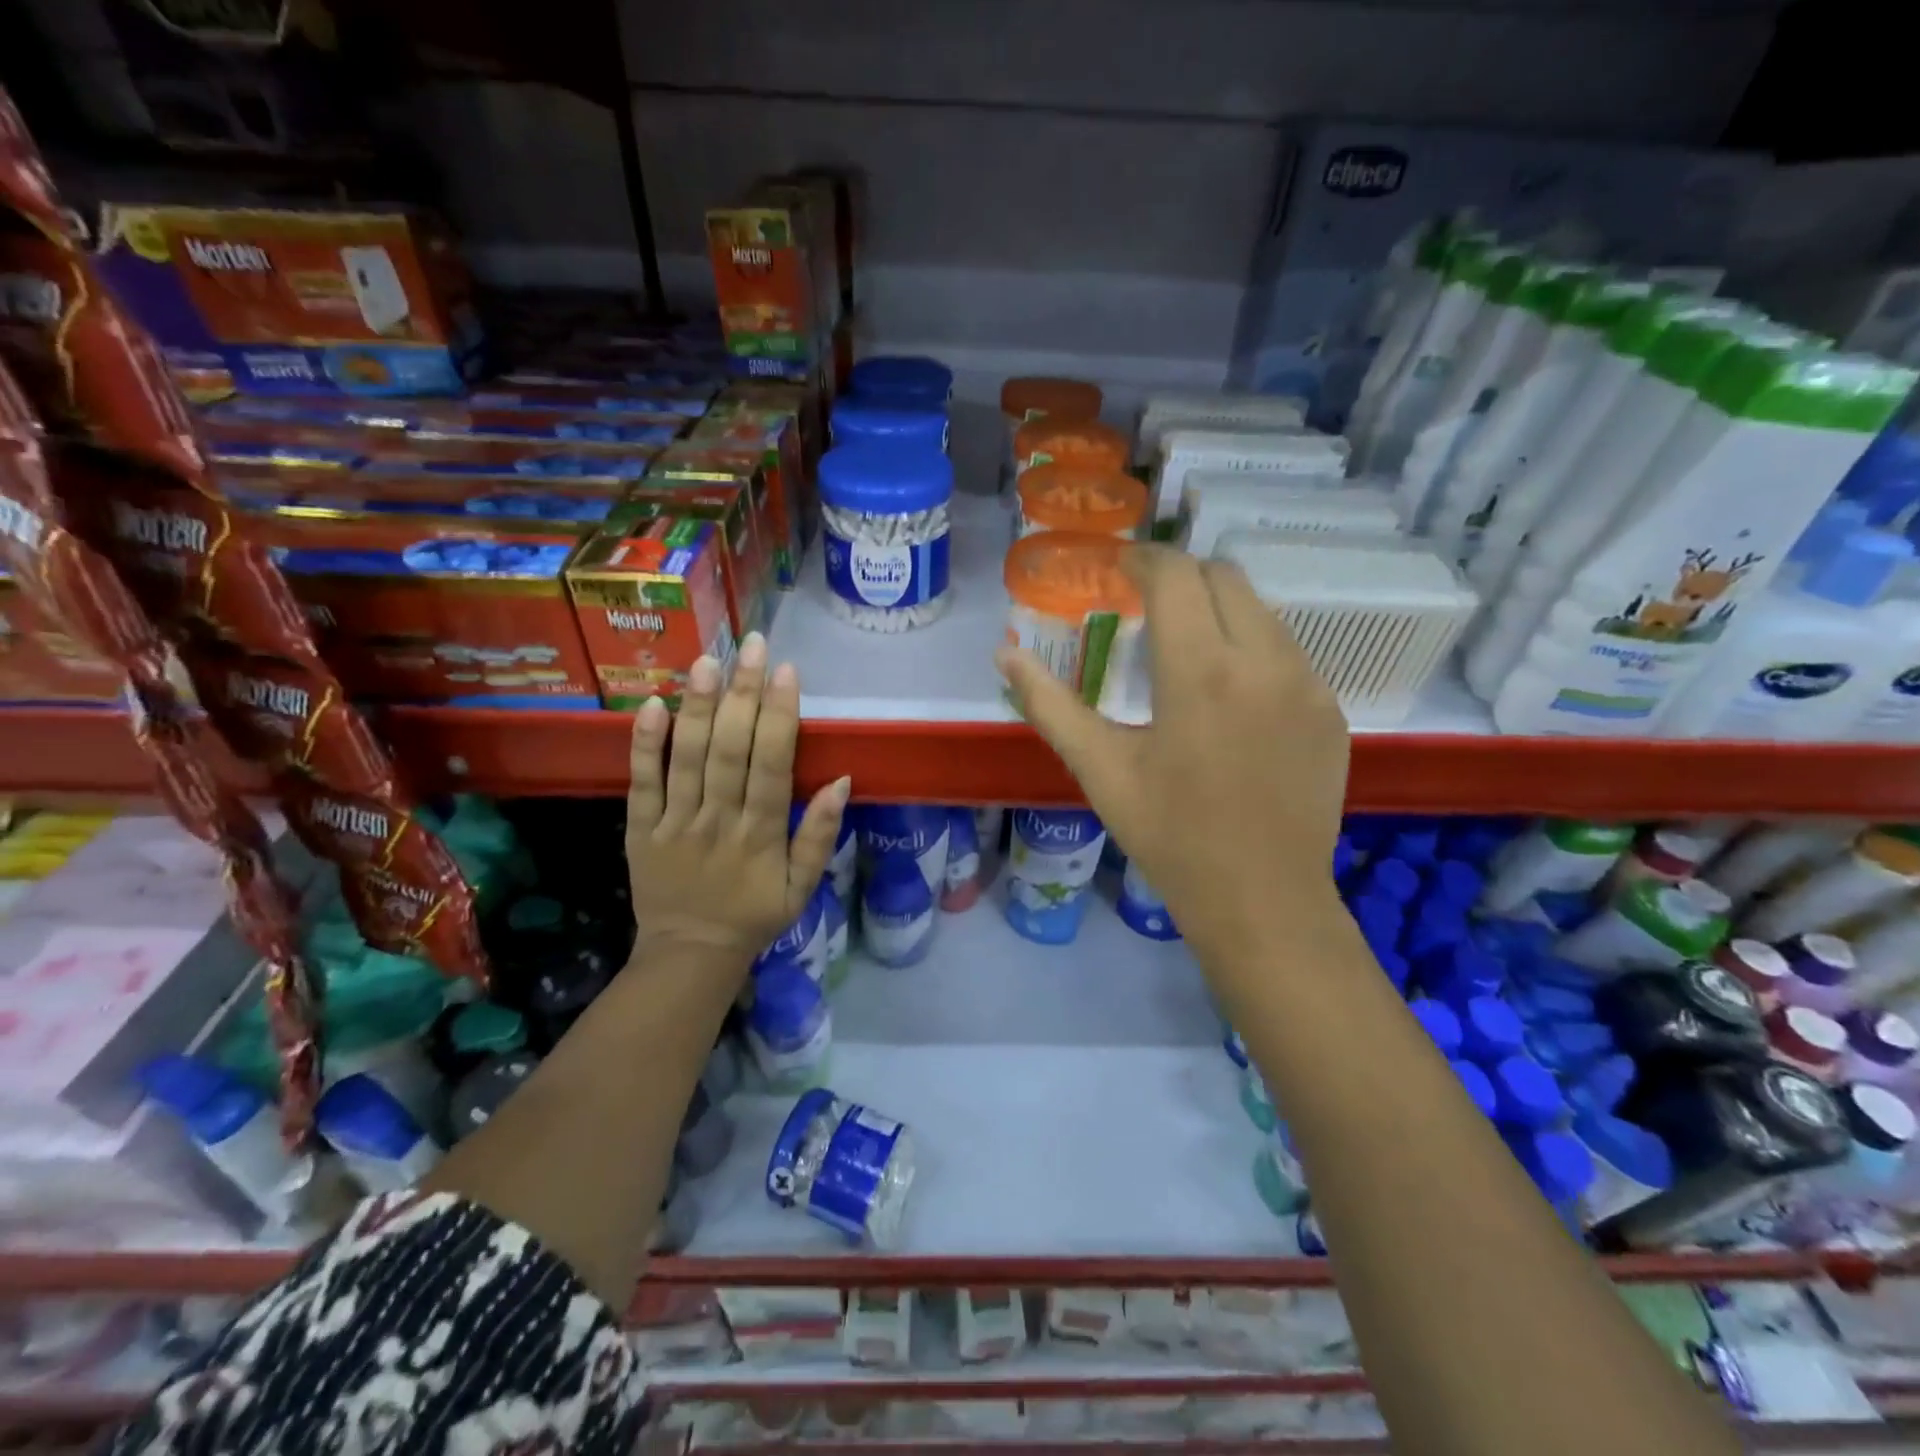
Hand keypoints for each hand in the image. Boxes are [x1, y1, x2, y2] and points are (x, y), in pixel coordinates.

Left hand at [626, 631, 849, 972]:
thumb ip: (820, 833)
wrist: (690, 953)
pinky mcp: (640, 828)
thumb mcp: (803, 886)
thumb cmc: (755, 915)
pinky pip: (641, 782)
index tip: (786, 671)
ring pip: (687, 757)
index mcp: (762, 834)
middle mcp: (719, 820)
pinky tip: (651, 705)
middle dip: (742, 694)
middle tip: (750, 645)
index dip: (779, 716)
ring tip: (705, 660)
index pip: (772, 764)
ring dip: (697, 706)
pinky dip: (644, 744)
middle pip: (730, 749)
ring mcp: (675, 822)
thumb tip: (843, 780)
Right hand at [996, 547, 1349, 969]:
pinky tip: (1228, 696)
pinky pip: (1287, 650)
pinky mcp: (1330, 708)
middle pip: (1224, 576)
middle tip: (1147, 606)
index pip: (1176, 574)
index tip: (1118, 567)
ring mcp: (1307, 682)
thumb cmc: (1170, 836)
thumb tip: (1004, 656)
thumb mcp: (1100, 769)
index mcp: (1200, 671)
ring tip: (1185, 651)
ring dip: (1218, 610)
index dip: (1143, 558)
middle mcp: (1264, 659)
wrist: (1263, 900)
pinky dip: (1250, 647)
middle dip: (1181, 577)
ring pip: (1261, 610)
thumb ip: (1048, 704)